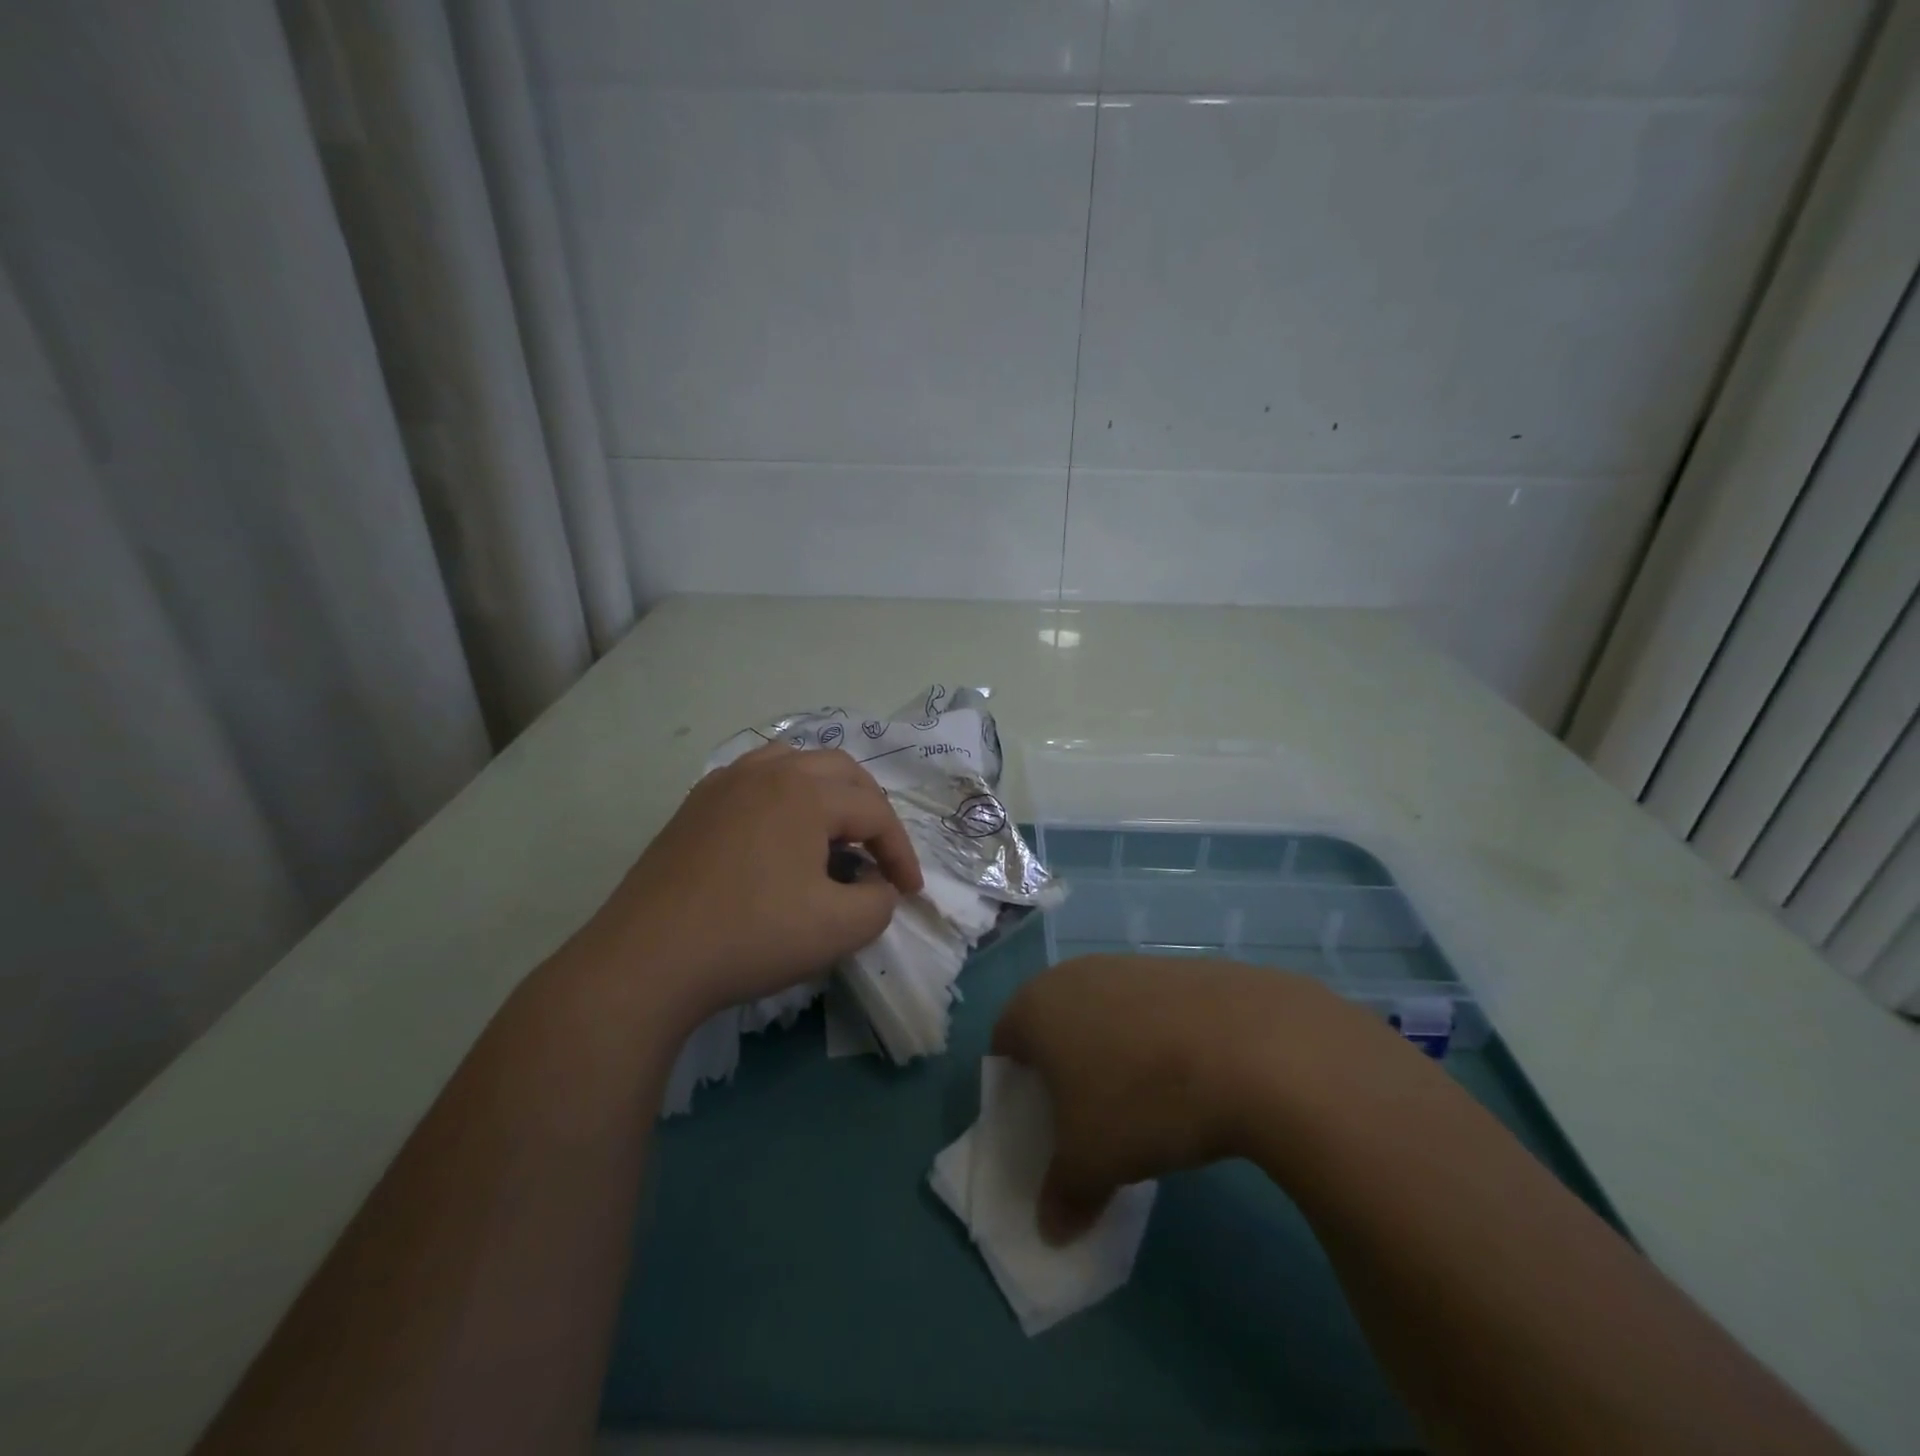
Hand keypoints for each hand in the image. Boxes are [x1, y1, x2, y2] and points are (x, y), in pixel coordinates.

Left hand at [587, 743, 922, 1030]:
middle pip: (841, 772)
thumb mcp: (839, 929)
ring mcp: (725, 783)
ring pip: (795, 763)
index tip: (910, 893)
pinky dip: (784, 796)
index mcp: (808, 792)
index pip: (875, 813)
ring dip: (827, 792)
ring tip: (832, 832)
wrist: (648, 959)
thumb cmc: (752, 936)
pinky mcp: (696, 805)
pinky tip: (778, 834)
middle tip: (878, 853)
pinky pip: (755, 779)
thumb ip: (879, 902)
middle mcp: (769, 772)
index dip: (901, 853)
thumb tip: (877, 886)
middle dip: (871, 810)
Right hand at [992, 954, 1377, 1241]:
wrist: (1252, 1047)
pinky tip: (1188, 1079)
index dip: (1014, 1086)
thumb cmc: (1143, 1100)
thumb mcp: (1092, 1164)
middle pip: (1054, 1024)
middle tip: (1084, 1119)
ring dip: (1112, 1054)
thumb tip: (1051, 1230)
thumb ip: (1062, 1196)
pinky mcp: (1180, 968)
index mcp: (1037, 1006)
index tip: (1037, 1125)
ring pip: (1104, 1014)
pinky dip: (1156, 1042)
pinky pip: (1151, 1011)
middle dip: (1062, 1070)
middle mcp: (1076, 973)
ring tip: (1142, 1104)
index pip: (1004, 1041)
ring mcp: (1131, 965)